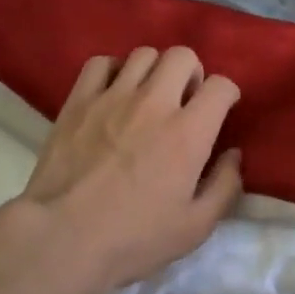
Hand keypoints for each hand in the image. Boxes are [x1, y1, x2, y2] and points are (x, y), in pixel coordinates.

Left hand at [0, 47, 242, 293]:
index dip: (227, 95)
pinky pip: (100, 63)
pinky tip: (112, 93)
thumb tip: (233, 155)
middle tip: (184, 101)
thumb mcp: (195, 227)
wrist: (61, 239)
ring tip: (148, 96)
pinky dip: (113, 71)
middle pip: (183, 56)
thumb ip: (224, 186)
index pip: (221, 86)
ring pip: (144, 54)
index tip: (220, 111)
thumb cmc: (133, 239)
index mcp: (188, 132)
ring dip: (154, 71)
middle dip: (192, 74)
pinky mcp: (79, 101)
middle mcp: (154, 103)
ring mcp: (113, 97)